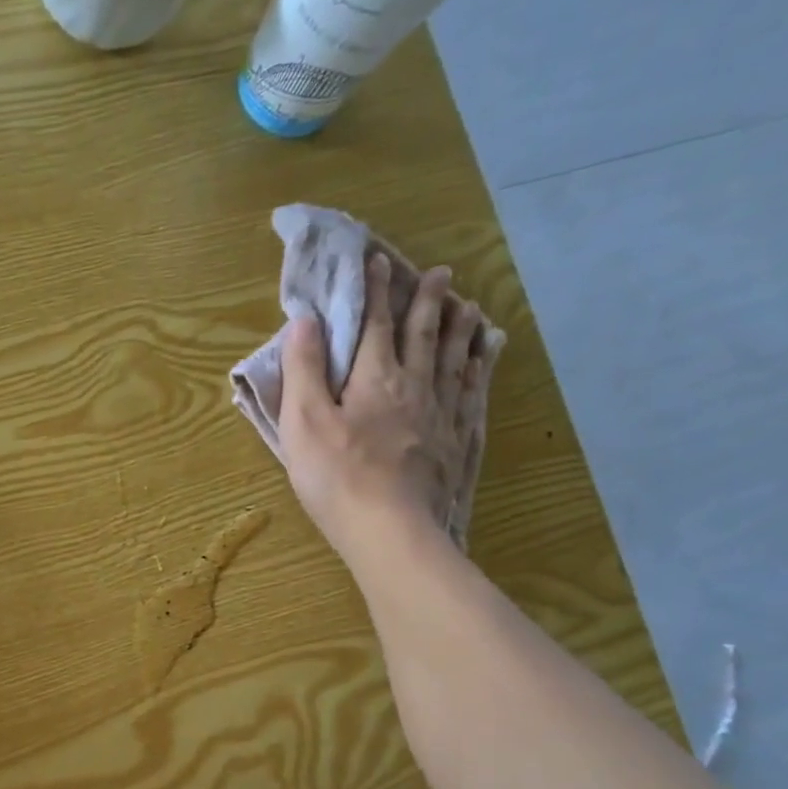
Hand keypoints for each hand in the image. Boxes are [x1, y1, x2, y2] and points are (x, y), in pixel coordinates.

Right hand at [279, 255, 485, 558]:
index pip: (375, 324)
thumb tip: (305, 321)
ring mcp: (441, 413)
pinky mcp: (456, 441)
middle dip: (427, 300)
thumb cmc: (336, 476)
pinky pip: (472, 392)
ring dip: (459, 327)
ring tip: (468, 306)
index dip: (375, 290)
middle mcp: (414, 385)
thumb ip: (303, 371)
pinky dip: (478, 368)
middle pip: (424, 333)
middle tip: (439, 272)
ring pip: (455, 358)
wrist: (390, 528)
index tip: (378, 260)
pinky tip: (484, 360)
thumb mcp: (304, 422)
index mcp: (374, 378)